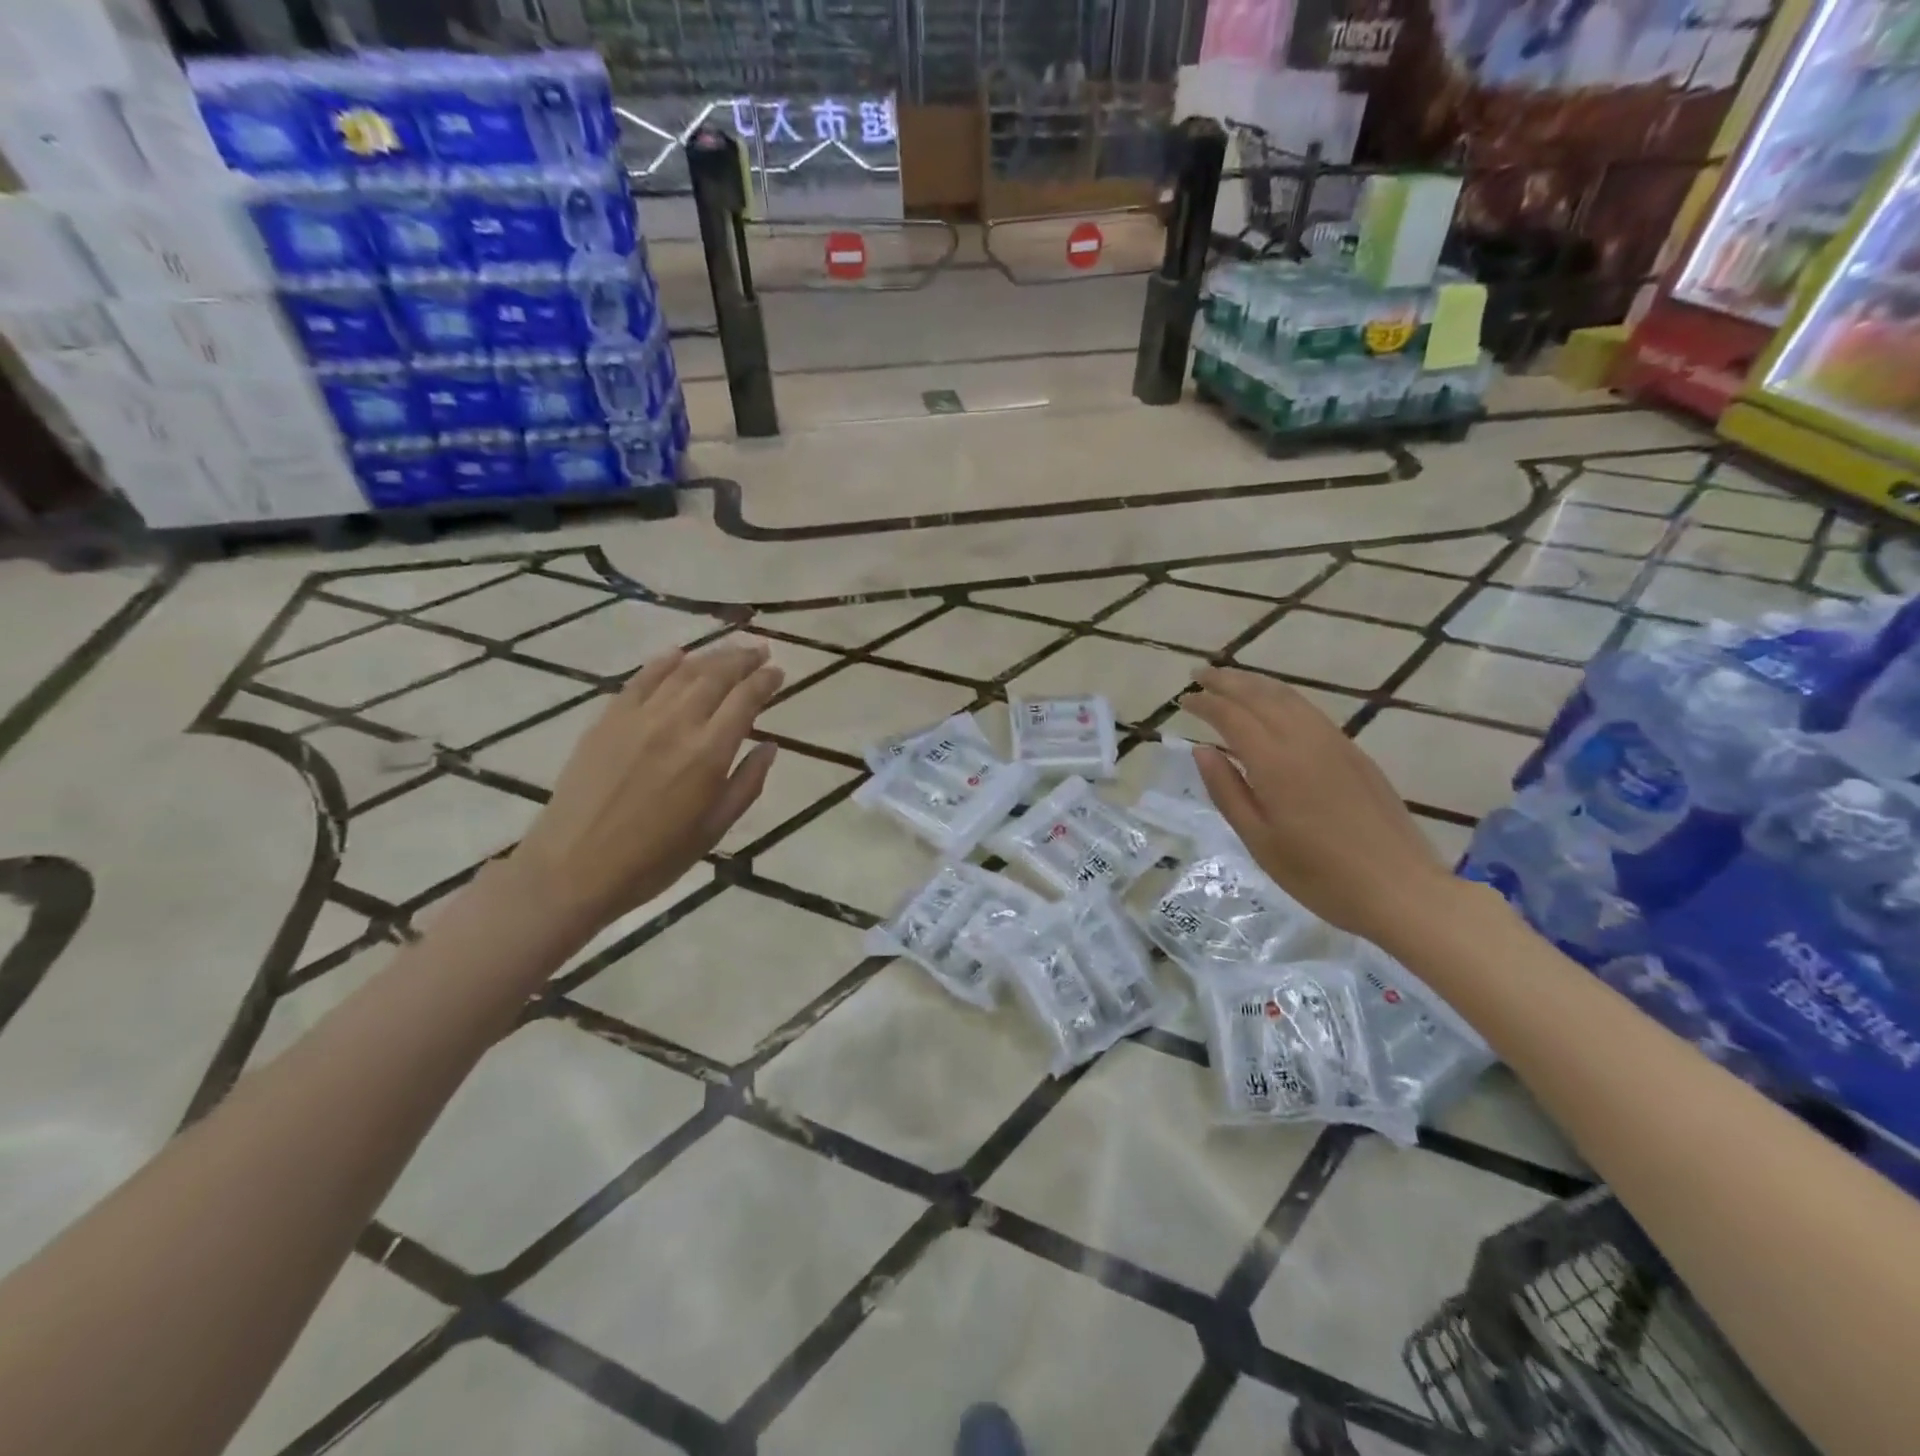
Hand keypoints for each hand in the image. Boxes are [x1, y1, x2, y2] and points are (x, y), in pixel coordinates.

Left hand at [507, 643, 782, 936]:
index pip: (746, 700)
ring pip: (682, 671)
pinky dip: (664, 662)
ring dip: (711, 656)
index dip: (766, 681)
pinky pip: (641, 679)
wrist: (573, 868)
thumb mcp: (714, 829)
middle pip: (716, 676)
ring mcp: (638, 717)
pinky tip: (678, 654)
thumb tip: (770, 746)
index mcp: (709, 754)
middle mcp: (677, 724)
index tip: (779, 672)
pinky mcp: (607, 719)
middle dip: (743, 659)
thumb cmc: (654, 859)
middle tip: (761, 650)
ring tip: (730, 650)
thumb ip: (747, 783)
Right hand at [1181, 667, 1452, 943]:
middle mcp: (1306, 741)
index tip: (1183, 699)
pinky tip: (1275, 707)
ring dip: (1256, 684)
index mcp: (1276, 763)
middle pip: (1262, 696)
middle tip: (1200, 673)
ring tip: (1232, 680)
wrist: (1401, 890)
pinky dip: (1283, 698)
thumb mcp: (1259, 840)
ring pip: (1290, 698)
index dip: (1205, 703)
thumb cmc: (1319, 875)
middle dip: (1228, 681)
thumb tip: (1202, 750)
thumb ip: (1227, 790)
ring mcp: (1336, 744)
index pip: (1232, 716)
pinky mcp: (1355, 754)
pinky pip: (1310, 711)